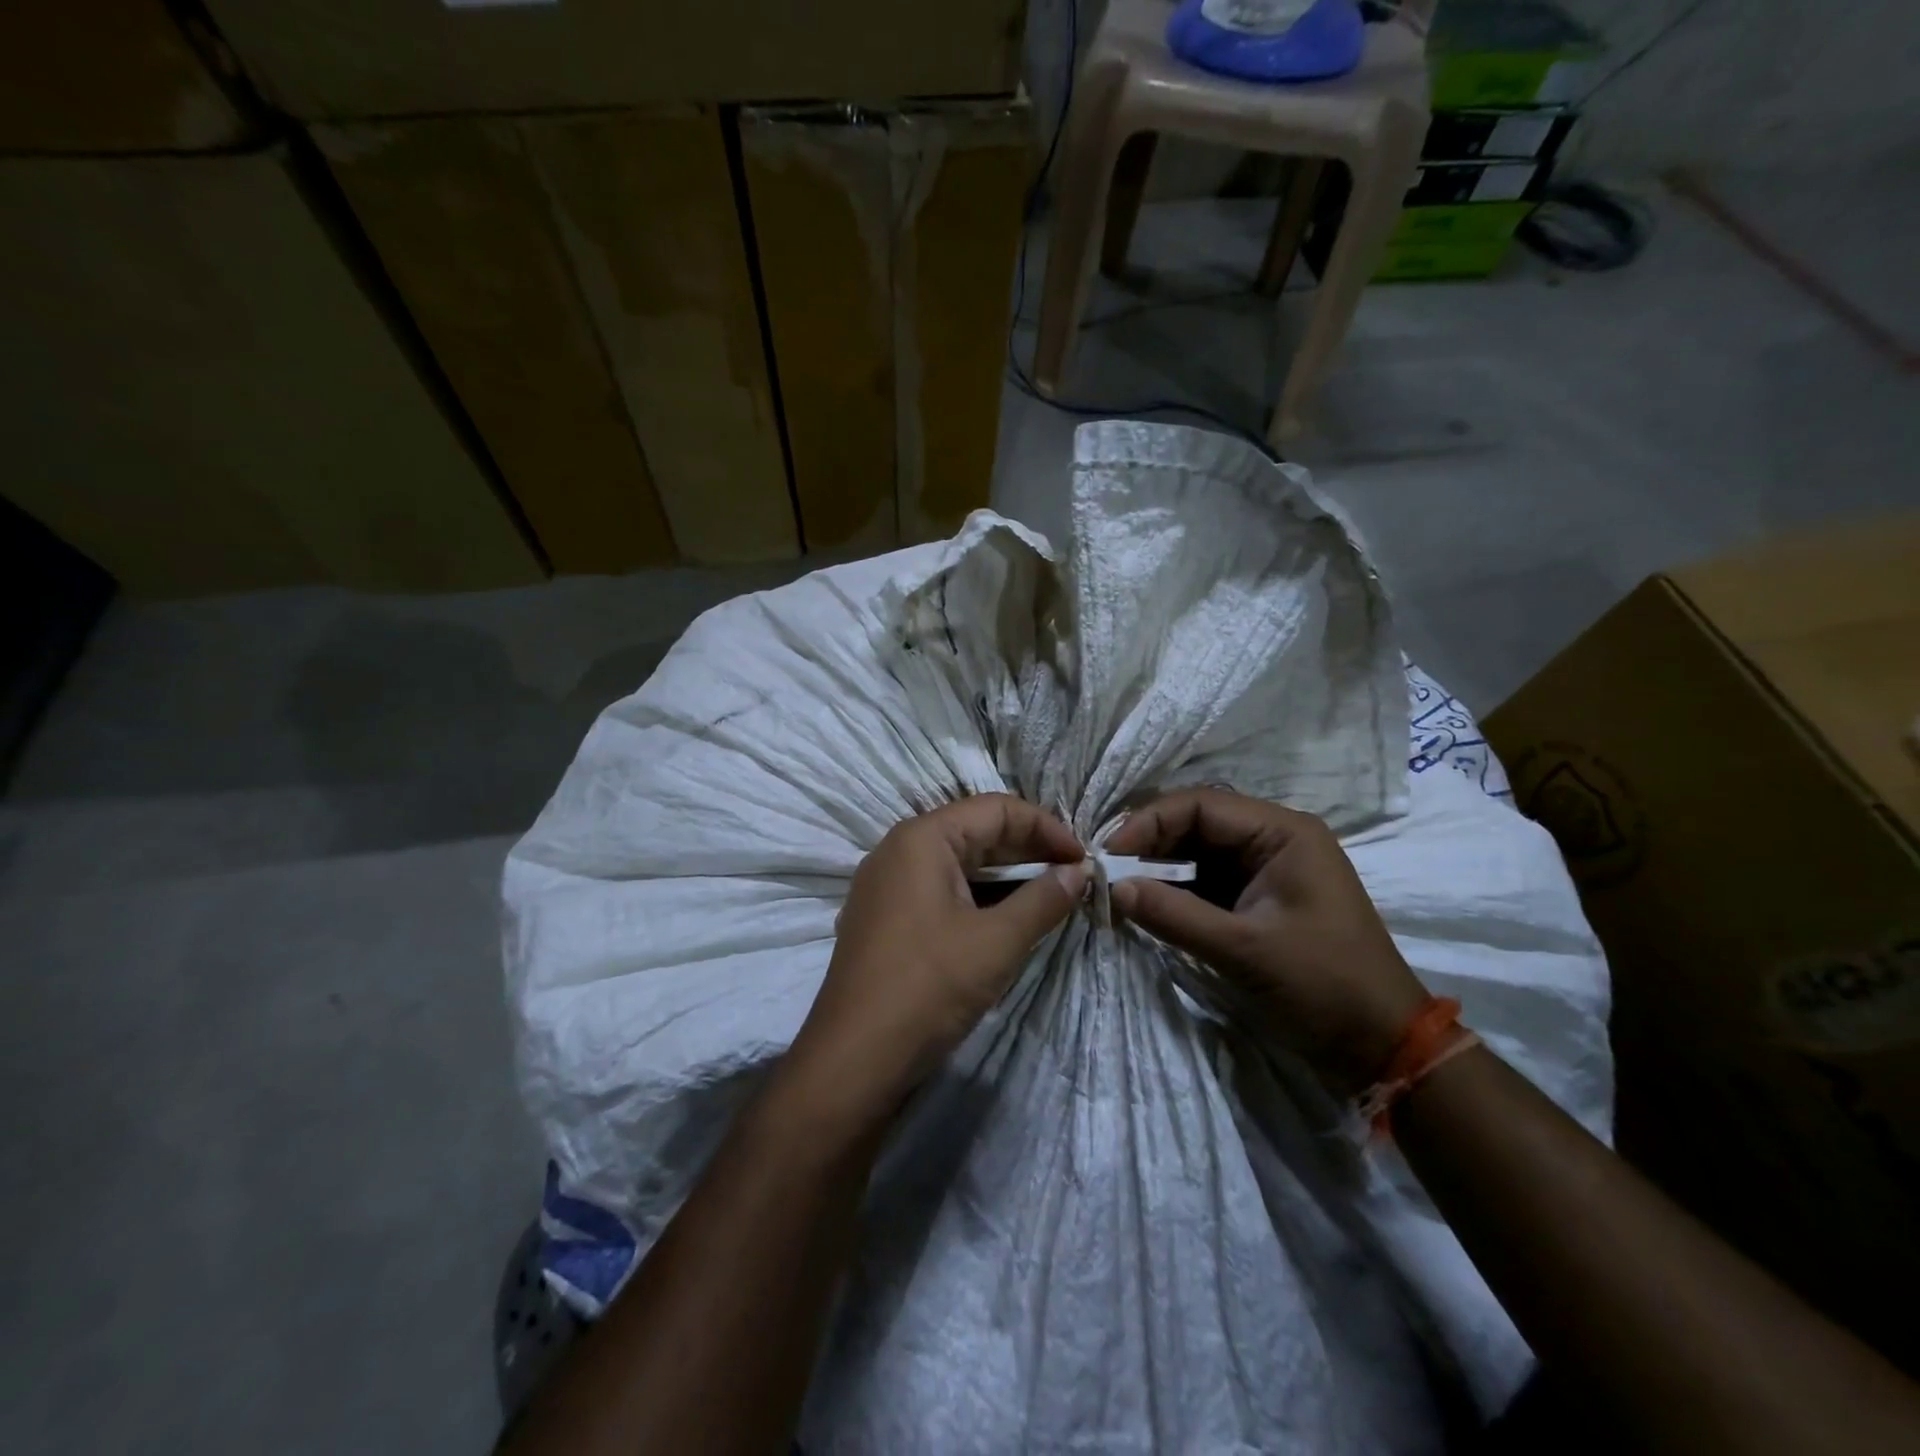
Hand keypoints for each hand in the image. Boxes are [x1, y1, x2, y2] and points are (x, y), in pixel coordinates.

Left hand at [783, 794, 1088, 1129]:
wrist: (853, 1060)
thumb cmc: (928, 988)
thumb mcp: (997, 942)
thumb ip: (1044, 899)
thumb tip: (1080, 871)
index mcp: (922, 838)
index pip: (996, 809)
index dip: (1046, 827)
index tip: (1085, 859)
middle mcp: (899, 849)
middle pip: (975, 831)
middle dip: (1028, 851)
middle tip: (1074, 877)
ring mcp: (886, 885)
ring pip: (958, 864)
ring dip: (1005, 877)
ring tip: (1049, 899)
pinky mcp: (885, 917)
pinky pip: (940, 890)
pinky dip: (978, 897)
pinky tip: (1007, 920)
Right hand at [1105, 788, 1426, 1096]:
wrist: (1383, 1046)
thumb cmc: (1324, 986)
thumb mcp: (1245, 950)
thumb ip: (1174, 915)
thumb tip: (1112, 888)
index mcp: (1282, 832)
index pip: (1201, 804)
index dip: (1149, 822)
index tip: (1109, 854)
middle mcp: (1273, 839)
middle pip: (1195, 823)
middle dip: (1149, 844)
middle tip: (1106, 872)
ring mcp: (1265, 870)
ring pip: (1196, 852)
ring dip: (1157, 868)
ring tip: (1118, 889)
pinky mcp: (1257, 899)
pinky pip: (1205, 881)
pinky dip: (1174, 892)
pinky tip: (1145, 906)